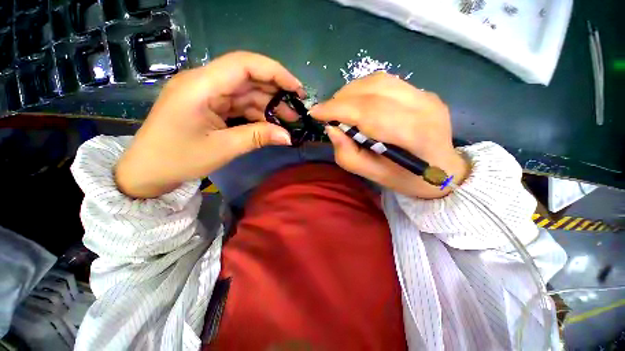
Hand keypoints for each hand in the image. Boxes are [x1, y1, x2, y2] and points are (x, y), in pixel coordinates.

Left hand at [115, 51, 304, 197]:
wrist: (148, 170)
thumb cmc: (178, 159)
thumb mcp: (223, 149)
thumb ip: (258, 138)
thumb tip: (288, 137)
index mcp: (200, 86)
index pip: (243, 64)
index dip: (274, 72)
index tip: (296, 88)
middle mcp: (204, 82)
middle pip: (248, 77)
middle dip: (276, 92)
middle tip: (297, 110)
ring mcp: (207, 93)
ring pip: (246, 92)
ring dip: (268, 105)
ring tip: (288, 120)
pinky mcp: (210, 104)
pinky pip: (239, 104)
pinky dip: (257, 113)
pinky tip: (270, 123)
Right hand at [310, 72, 469, 198]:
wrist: (444, 170)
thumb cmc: (407, 178)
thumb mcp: (372, 175)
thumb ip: (348, 155)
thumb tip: (332, 129)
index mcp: (413, 135)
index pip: (368, 113)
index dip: (337, 109)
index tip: (315, 112)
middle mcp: (423, 107)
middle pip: (372, 92)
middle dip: (340, 99)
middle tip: (326, 111)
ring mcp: (426, 96)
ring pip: (378, 81)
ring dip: (351, 91)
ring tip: (339, 105)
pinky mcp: (424, 91)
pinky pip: (387, 82)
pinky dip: (364, 88)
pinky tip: (357, 100)